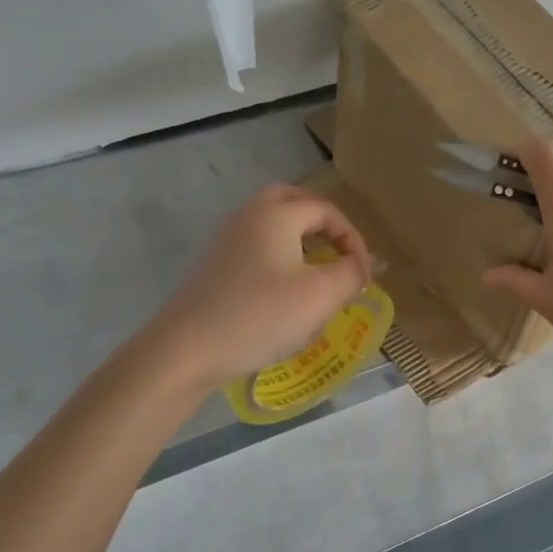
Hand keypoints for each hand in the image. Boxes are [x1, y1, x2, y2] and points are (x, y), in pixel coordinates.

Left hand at [145, 185, 371, 390]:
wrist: (187, 349)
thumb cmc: (260, 315)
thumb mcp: (320, 295)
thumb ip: (350, 274)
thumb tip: (359, 267)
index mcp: (277, 214)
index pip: (327, 211)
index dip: (354, 240)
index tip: (365, 277)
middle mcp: (249, 217)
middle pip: (293, 202)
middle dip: (323, 223)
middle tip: (341, 251)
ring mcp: (228, 242)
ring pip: (273, 224)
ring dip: (301, 239)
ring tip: (320, 271)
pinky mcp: (216, 268)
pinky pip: (257, 248)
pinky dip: (280, 256)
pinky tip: (288, 291)